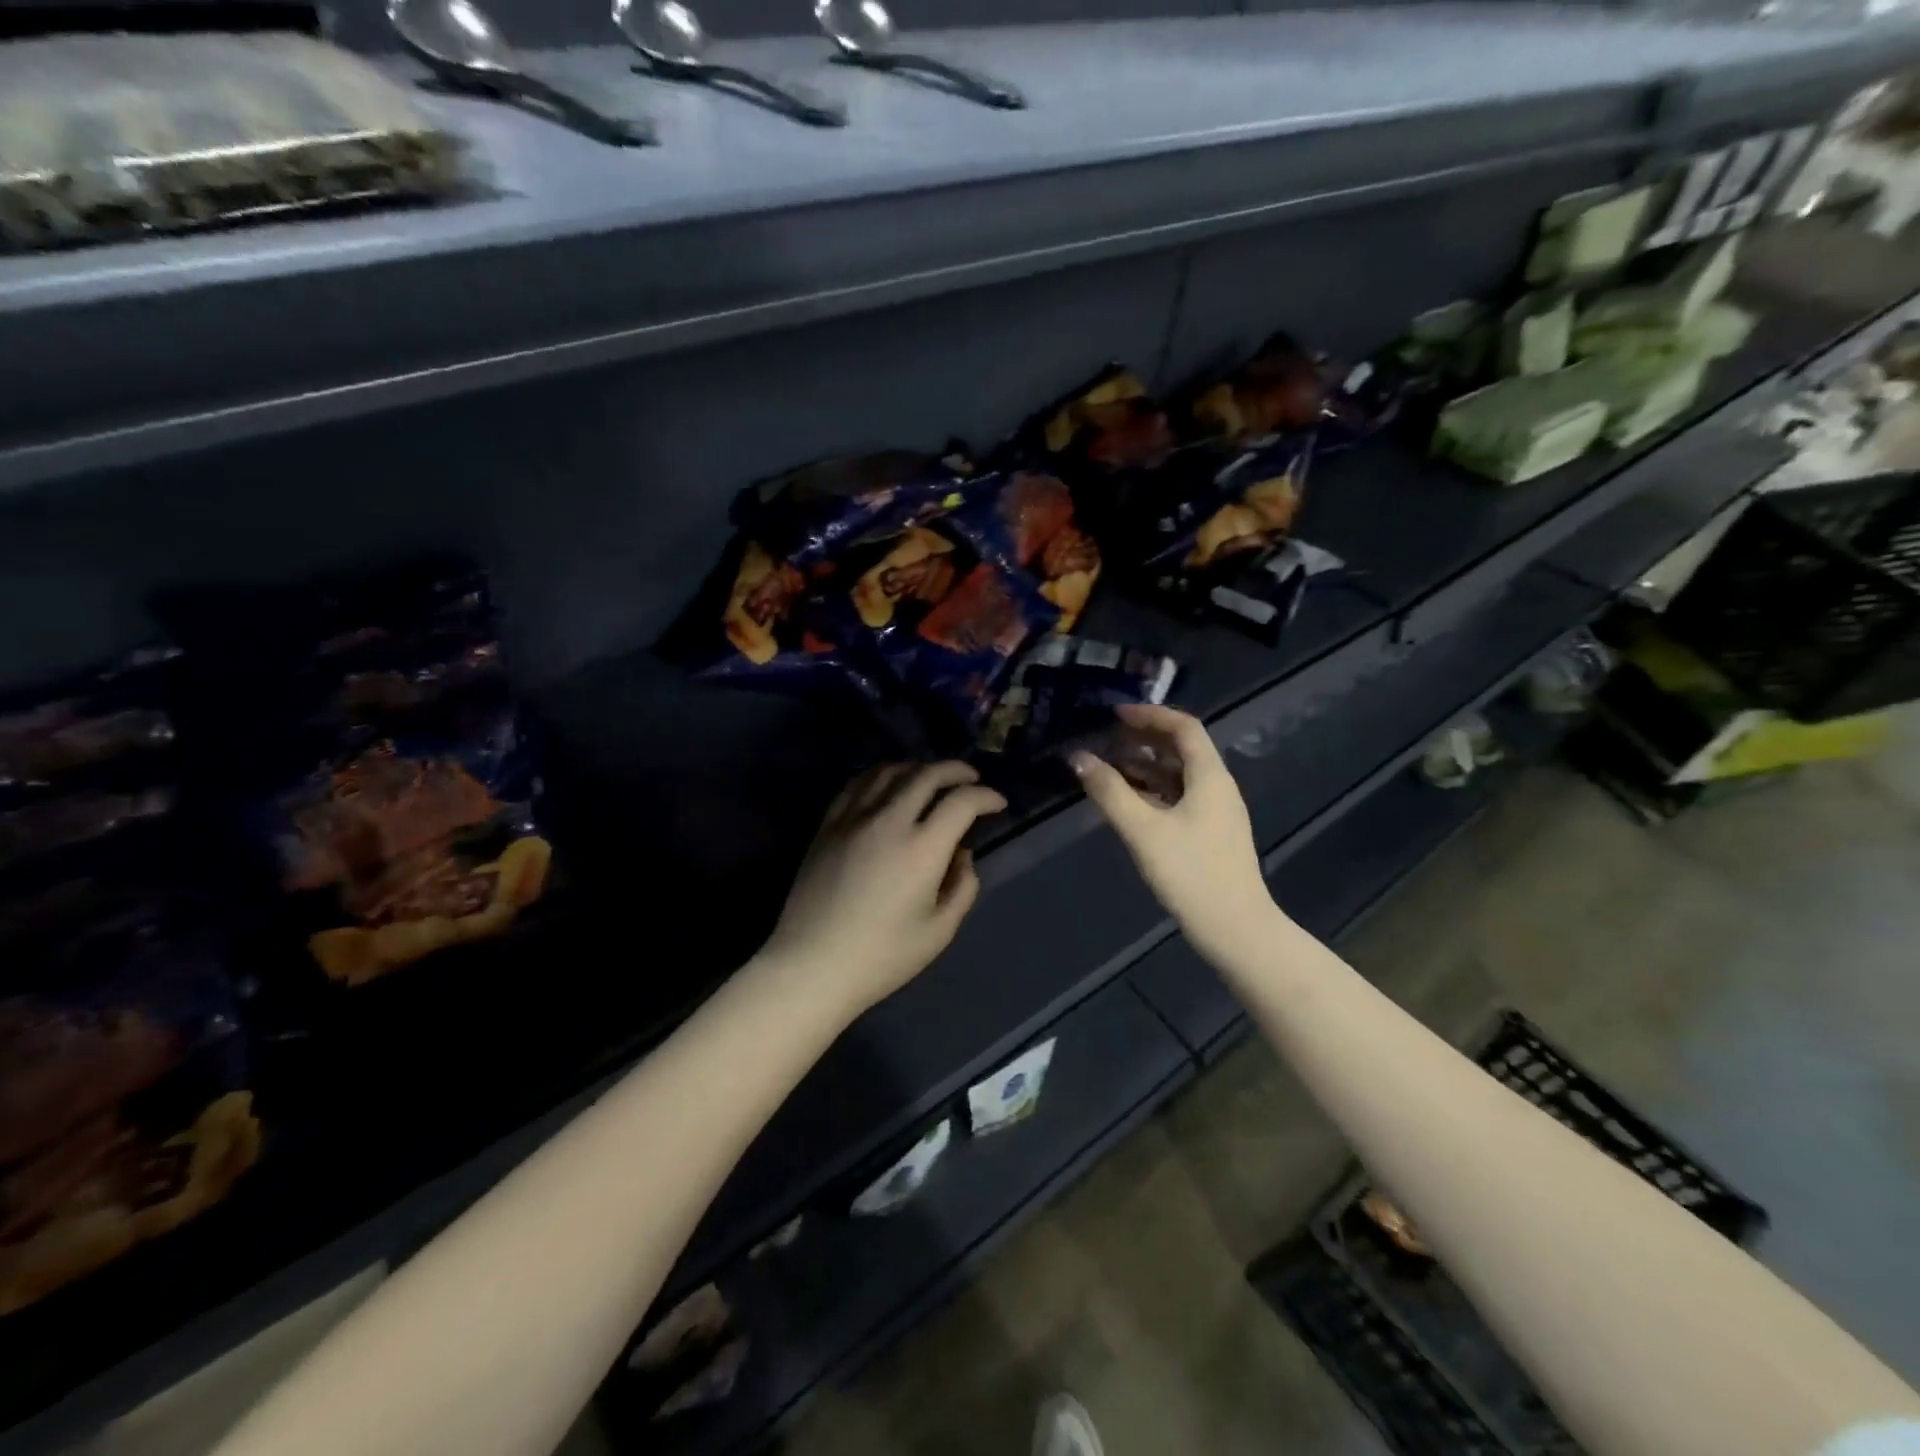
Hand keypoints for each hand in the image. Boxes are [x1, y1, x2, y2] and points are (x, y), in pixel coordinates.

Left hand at [761, 762, 1005, 1017]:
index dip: (986, 796)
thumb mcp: (940, 931)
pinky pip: (857, 784)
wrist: (812, 965)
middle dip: (957, 770)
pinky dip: (881, 775)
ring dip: (918, 768)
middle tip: (971, 779)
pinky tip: (888, 784)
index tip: (997, 804)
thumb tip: (960, 854)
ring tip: (931, 778)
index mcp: (922, 849)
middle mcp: (888, 821)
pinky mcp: (828, 825)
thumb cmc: (882, 957)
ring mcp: (853, 819)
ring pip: (890, 771)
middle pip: (927, 774)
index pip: (962, 801)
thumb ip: (962, 886)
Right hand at [1071, 704, 1276, 963]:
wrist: (1235, 928)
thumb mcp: (1143, 830)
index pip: (1184, 727)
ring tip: (1109, 764)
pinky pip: (1179, 796)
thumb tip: (1078, 757)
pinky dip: (1152, 789)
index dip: (1150, 715)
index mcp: (1210, 777)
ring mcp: (1216, 811)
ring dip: (1146, 764)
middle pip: (1183, 748)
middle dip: (1144, 738)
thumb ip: (1109, 791)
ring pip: (1179, 774)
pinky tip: (1127, 799)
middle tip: (1107, 737)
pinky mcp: (1210, 832)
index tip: (1115, 714)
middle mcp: (1217, 786)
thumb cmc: (1190, 873)